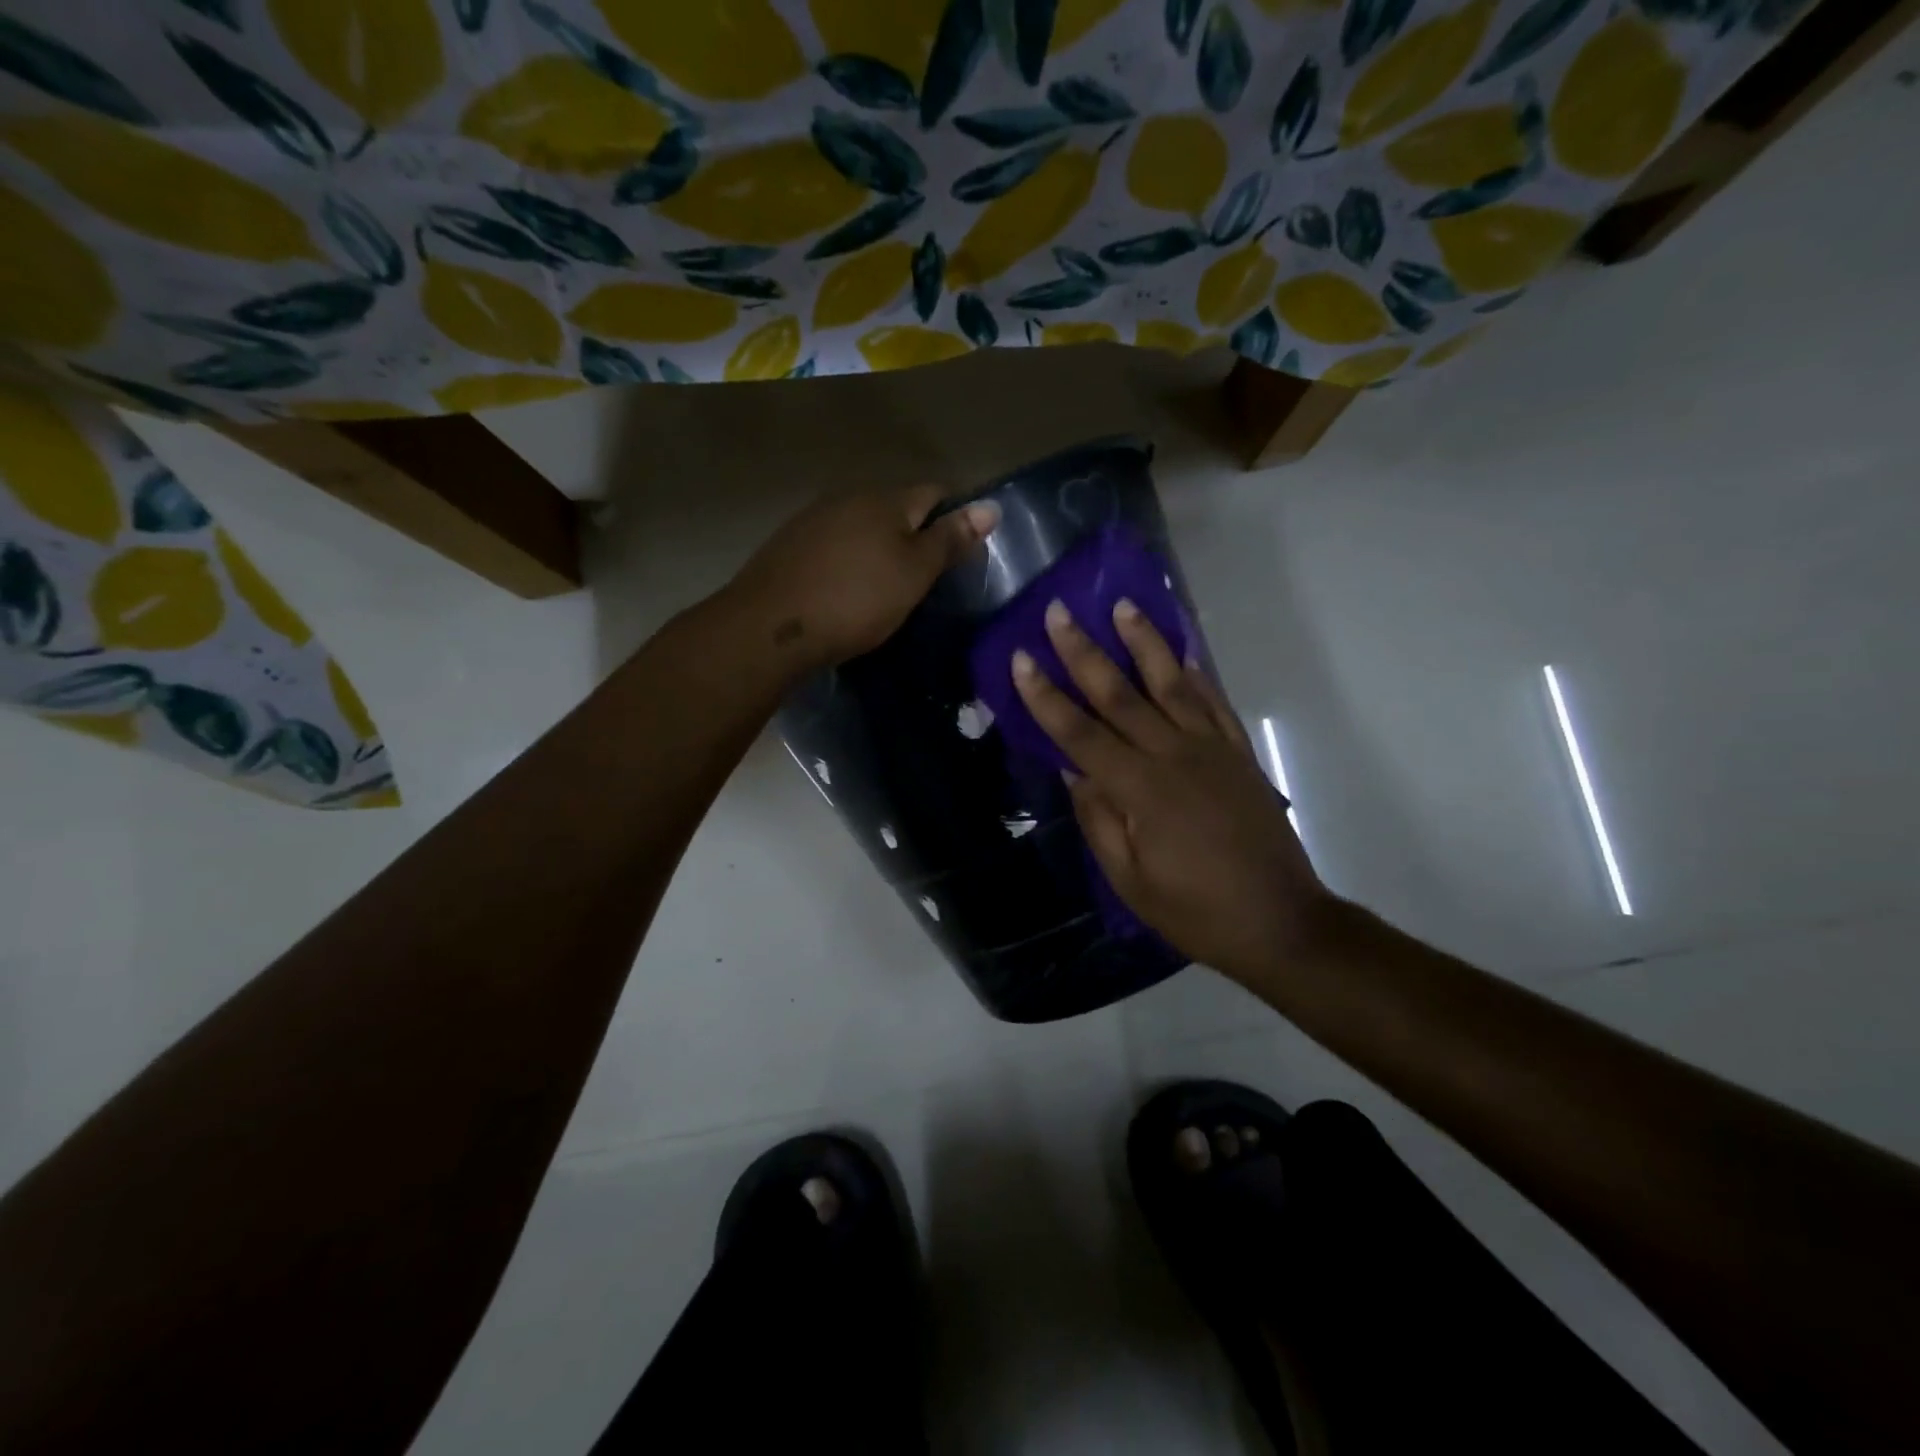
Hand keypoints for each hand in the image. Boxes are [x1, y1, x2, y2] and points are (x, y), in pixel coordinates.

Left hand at [729, 484, 998, 675]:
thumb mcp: (914, 574)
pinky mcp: (788, 545)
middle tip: (929, 574)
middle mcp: (847, 497)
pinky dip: (850, 559)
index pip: (935, 492)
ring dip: (880, 546)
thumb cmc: (855, 600)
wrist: (769, 627)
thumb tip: (991, 506)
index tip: (964, 550)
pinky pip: (834, 544)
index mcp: (885, 500)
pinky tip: (848, 587)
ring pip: (862, 525)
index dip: (955, 516)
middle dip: (915, 531)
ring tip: (889, 583)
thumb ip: (949, 540)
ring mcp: (813, 519)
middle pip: (896, 507)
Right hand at [1011, 598, 1332, 983]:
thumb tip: (1074, 770)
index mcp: (1140, 790)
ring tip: (1123, 606)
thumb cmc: (1195, 911)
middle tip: (1058, 612)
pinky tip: (1183, 652)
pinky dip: (1197, 675)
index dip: (1047, 697)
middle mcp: (1174, 757)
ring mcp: (1211, 751)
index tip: (1022, 659)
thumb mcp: (1130, 879)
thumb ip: (1099, 820)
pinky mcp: (1239, 755)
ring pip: (1171, 685)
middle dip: (1084, 652)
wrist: (1280, 921)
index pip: (1080, 734)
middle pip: (1120, 695)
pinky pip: (1214, 704)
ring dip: (1144, 643)